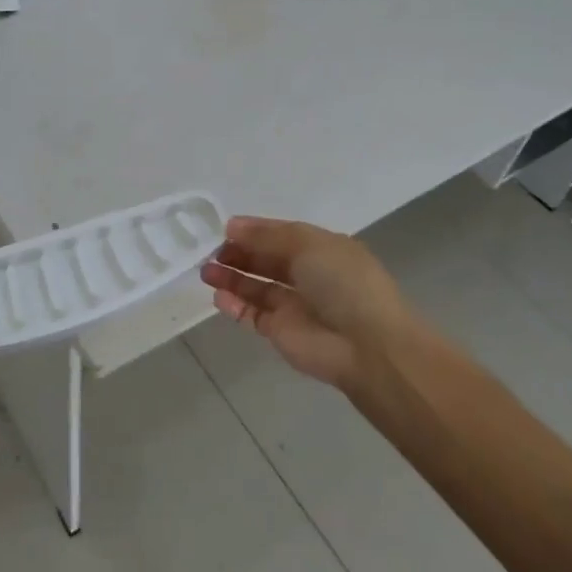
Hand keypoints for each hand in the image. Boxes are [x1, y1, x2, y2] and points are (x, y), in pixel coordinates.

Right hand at [201, 216, 418, 391]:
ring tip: (206, 271)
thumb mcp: (308, 244)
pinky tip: (218, 295)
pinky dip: (235, 305)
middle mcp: (309, 275)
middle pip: (267, 261)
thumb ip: (267, 236)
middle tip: (211, 251)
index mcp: (322, 249)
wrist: (365, 345)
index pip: (282, 235)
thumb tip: (233, 226)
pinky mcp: (281, 332)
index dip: (254, 231)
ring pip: (257, 288)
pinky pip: (253, 315)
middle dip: (239, 254)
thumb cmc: (342, 283)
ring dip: (232, 278)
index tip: (225, 228)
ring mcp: (295, 306)